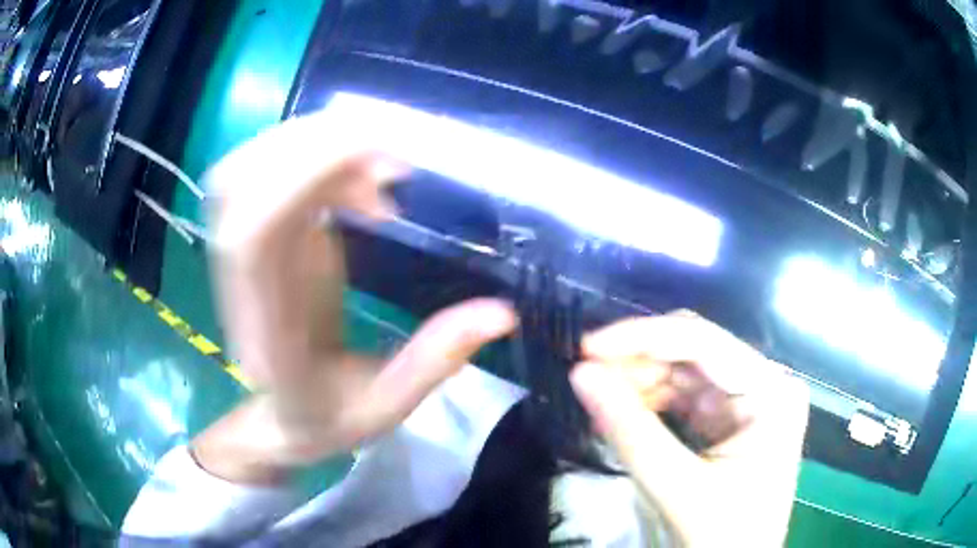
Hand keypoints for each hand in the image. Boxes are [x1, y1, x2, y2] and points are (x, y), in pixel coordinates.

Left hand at [195, 118, 517, 483]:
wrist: (281, 416)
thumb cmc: (326, 419)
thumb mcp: (386, 408)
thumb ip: (435, 362)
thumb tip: (503, 312)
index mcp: (266, 324)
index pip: (257, 231)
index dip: (306, 178)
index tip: (385, 162)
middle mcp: (242, 274)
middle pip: (250, 175)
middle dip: (323, 143)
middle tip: (401, 148)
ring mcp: (244, 244)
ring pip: (257, 161)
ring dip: (322, 142)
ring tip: (387, 163)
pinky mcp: (262, 229)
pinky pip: (277, 168)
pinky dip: (324, 156)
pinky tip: (369, 181)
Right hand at [569, 311, 808, 546]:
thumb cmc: (724, 535)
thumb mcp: (678, 487)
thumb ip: (629, 431)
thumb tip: (580, 375)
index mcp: (770, 391)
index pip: (702, 342)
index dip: (641, 338)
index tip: (587, 347)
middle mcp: (764, 384)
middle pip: (693, 353)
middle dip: (637, 362)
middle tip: (585, 375)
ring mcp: (748, 402)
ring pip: (685, 373)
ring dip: (639, 382)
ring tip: (598, 397)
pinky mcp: (730, 421)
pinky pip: (685, 398)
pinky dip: (650, 403)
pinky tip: (621, 412)